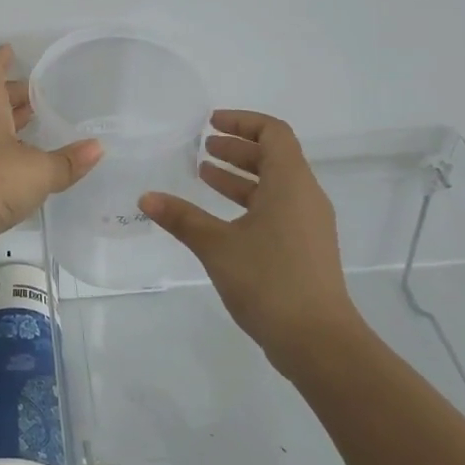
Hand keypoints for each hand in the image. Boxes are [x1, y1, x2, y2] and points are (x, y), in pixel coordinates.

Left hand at [0, 45, 103, 253]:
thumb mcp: (36, 172)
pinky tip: (19, 167)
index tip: (10, 50)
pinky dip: (1, 153)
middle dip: (12, 95)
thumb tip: (96, 148)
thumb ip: (66, 162)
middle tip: (39, 96)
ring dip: (7, 125)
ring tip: (34, 126)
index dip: (0, 59)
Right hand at [141, 110, 359, 372]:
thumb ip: (182, 218)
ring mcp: (309, 225)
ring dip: (241, 177)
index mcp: (290, 183)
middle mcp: (305, 197)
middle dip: (237, 149)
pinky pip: (278, 209)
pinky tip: (221, 218)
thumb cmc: (269, 280)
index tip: (211, 124)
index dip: (243, 122)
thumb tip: (146, 198)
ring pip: (275, 185)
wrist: (318, 342)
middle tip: (203, 148)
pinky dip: (249, 202)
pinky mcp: (306, 249)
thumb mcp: (217, 245)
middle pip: (274, 157)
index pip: (273, 133)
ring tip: (204, 176)